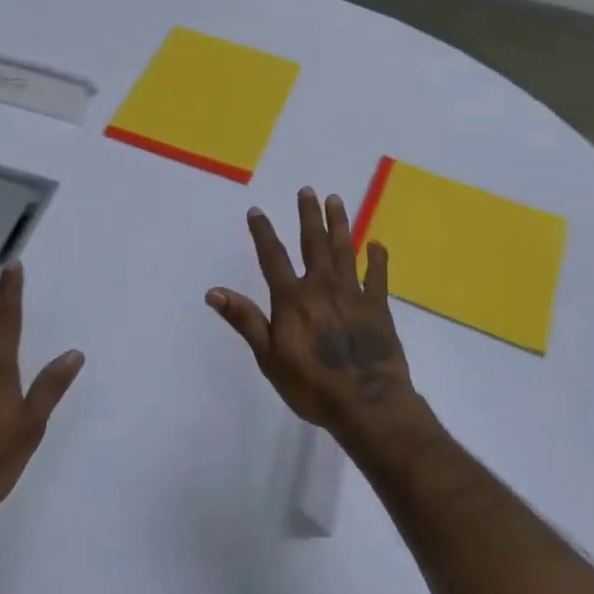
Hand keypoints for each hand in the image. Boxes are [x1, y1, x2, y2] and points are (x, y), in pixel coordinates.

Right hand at [207, 187, 419, 434]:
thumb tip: (214, 291)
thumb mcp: (269, 357)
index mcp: (293, 299)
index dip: (263, 233)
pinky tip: (376, 243)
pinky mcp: (379, 306)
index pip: (273, 257)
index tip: (256, 210)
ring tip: (336, 200)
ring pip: (345, 250)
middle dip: (309, 215)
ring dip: (339, 224)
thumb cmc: (311, 385)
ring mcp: (354, 293)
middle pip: (314, 243)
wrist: (366, 403)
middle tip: (308, 191)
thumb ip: (246, 320)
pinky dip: (378, 257)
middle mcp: (322, 287)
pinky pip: (378, 275)